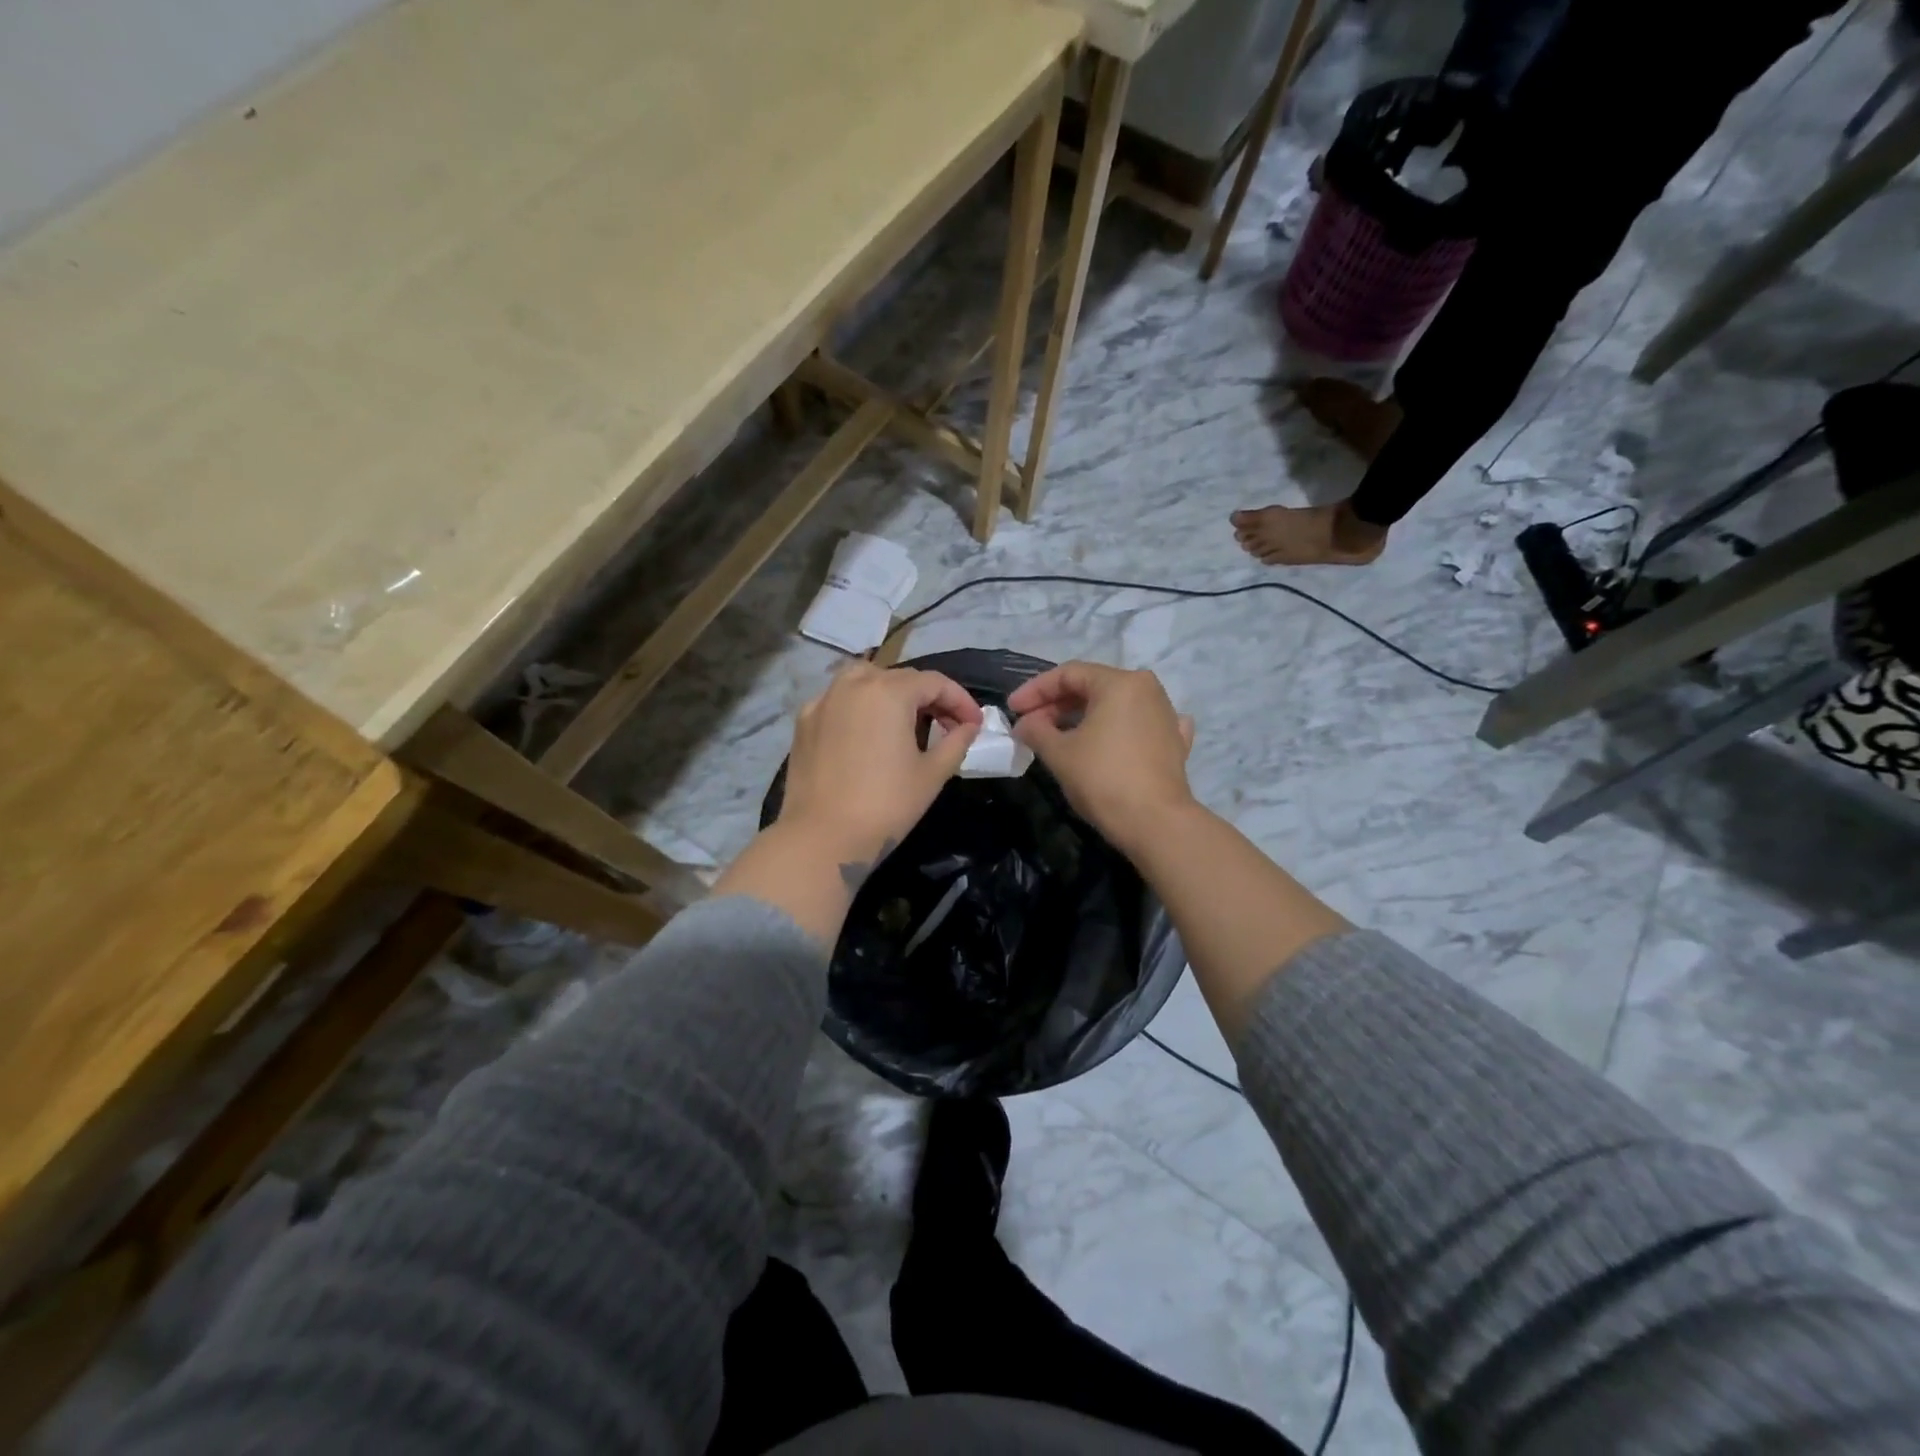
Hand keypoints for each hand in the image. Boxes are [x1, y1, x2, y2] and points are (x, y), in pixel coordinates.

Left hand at [777, 663, 982, 883]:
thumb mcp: (932, 774)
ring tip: (906, 721)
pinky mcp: (804, 721)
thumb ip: (956, 742)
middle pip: (901, 678)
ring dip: (892, 693)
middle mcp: (854, 684)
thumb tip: (968, 726)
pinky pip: (839, 700)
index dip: (960, 701)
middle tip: (948, 727)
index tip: (975, 724)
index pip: (935, 683)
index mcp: (889, 692)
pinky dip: (860, 706)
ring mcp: (824, 700)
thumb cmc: (886, 805)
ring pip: (865, 680)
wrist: (822, 837)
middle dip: (929, 698)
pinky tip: (867, 732)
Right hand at [1008, 662, 1196, 851]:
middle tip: (1030, 727)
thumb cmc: (1103, 779)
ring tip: (1058, 737)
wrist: (1155, 823)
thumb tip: (1024, 724)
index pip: (1068, 674)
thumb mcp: (1058, 753)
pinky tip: (1111, 739)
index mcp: (1119, 683)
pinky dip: (1119, 729)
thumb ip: (1036, 730)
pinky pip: (1140, 726)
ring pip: (1116, 706)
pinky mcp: (1175, 742)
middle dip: (1057, 705)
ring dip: (1084, 718)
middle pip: (1093, 687)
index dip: (1034, 690)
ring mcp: (1166, 715)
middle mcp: (1147, 689)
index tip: (1013, 710)